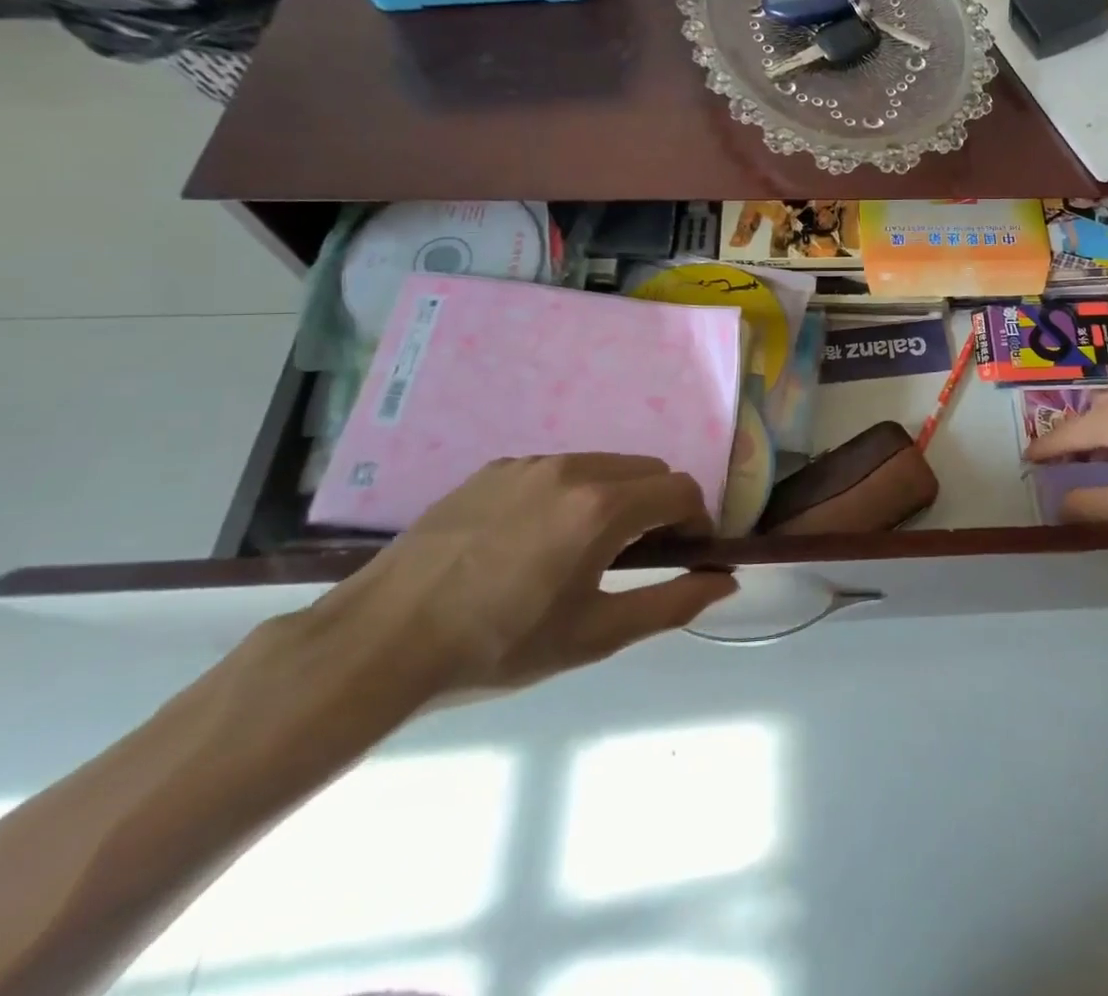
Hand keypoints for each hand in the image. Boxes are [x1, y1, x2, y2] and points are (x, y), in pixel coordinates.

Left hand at [299, 455, 736, 701]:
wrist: (382, 641)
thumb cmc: (500, 646)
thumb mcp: (596, 635)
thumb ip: (672, 603)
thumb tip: (725, 581)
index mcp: (603, 506)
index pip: (682, 490)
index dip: (697, 522)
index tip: (685, 556)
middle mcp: (574, 468)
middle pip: (649, 470)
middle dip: (661, 506)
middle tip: (639, 557)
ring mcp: (531, 462)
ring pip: (605, 465)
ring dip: (618, 497)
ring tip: (585, 549)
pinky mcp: (496, 467)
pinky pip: (559, 469)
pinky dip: (573, 493)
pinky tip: (537, 540)